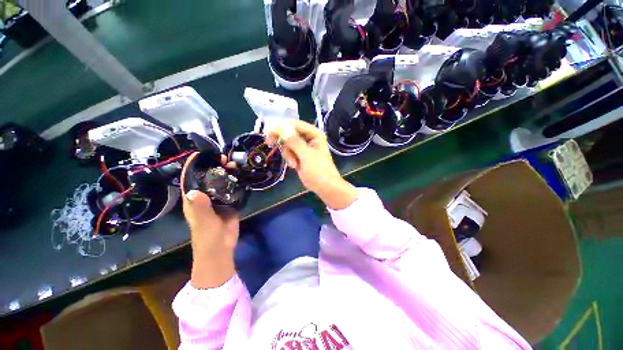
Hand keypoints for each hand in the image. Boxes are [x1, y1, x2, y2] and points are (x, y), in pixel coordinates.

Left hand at [181, 152, 238, 288]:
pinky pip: (233, 189)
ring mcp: (218, 199)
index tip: (201, 154)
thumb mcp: (202, 221)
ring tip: (235, 164)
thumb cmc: (206, 236)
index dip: (193, 166)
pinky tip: (242, 175)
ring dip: (227, 173)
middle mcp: (205, 196)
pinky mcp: (230, 203)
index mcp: (194, 199)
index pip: (190, 179)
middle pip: (208, 177)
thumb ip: (200, 207)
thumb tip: (195, 190)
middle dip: (214, 167)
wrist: (222, 247)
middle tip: (224, 159)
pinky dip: (236, 182)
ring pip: (222, 182)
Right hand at [268, 121, 358, 209]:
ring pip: (288, 144)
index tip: (268, 131)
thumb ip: (293, 141)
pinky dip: (290, 159)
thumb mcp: (306, 154)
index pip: (295, 124)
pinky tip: (295, 166)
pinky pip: (289, 152)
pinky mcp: (300, 156)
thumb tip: (280, 128)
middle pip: (289, 133)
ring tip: (294, 164)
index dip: (281, 126)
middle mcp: (309, 138)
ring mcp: (304, 148)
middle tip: (269, 143)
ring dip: (288, 154)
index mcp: (314, 134)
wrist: (325, 187)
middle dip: (283, 141)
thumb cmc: (318, 170)